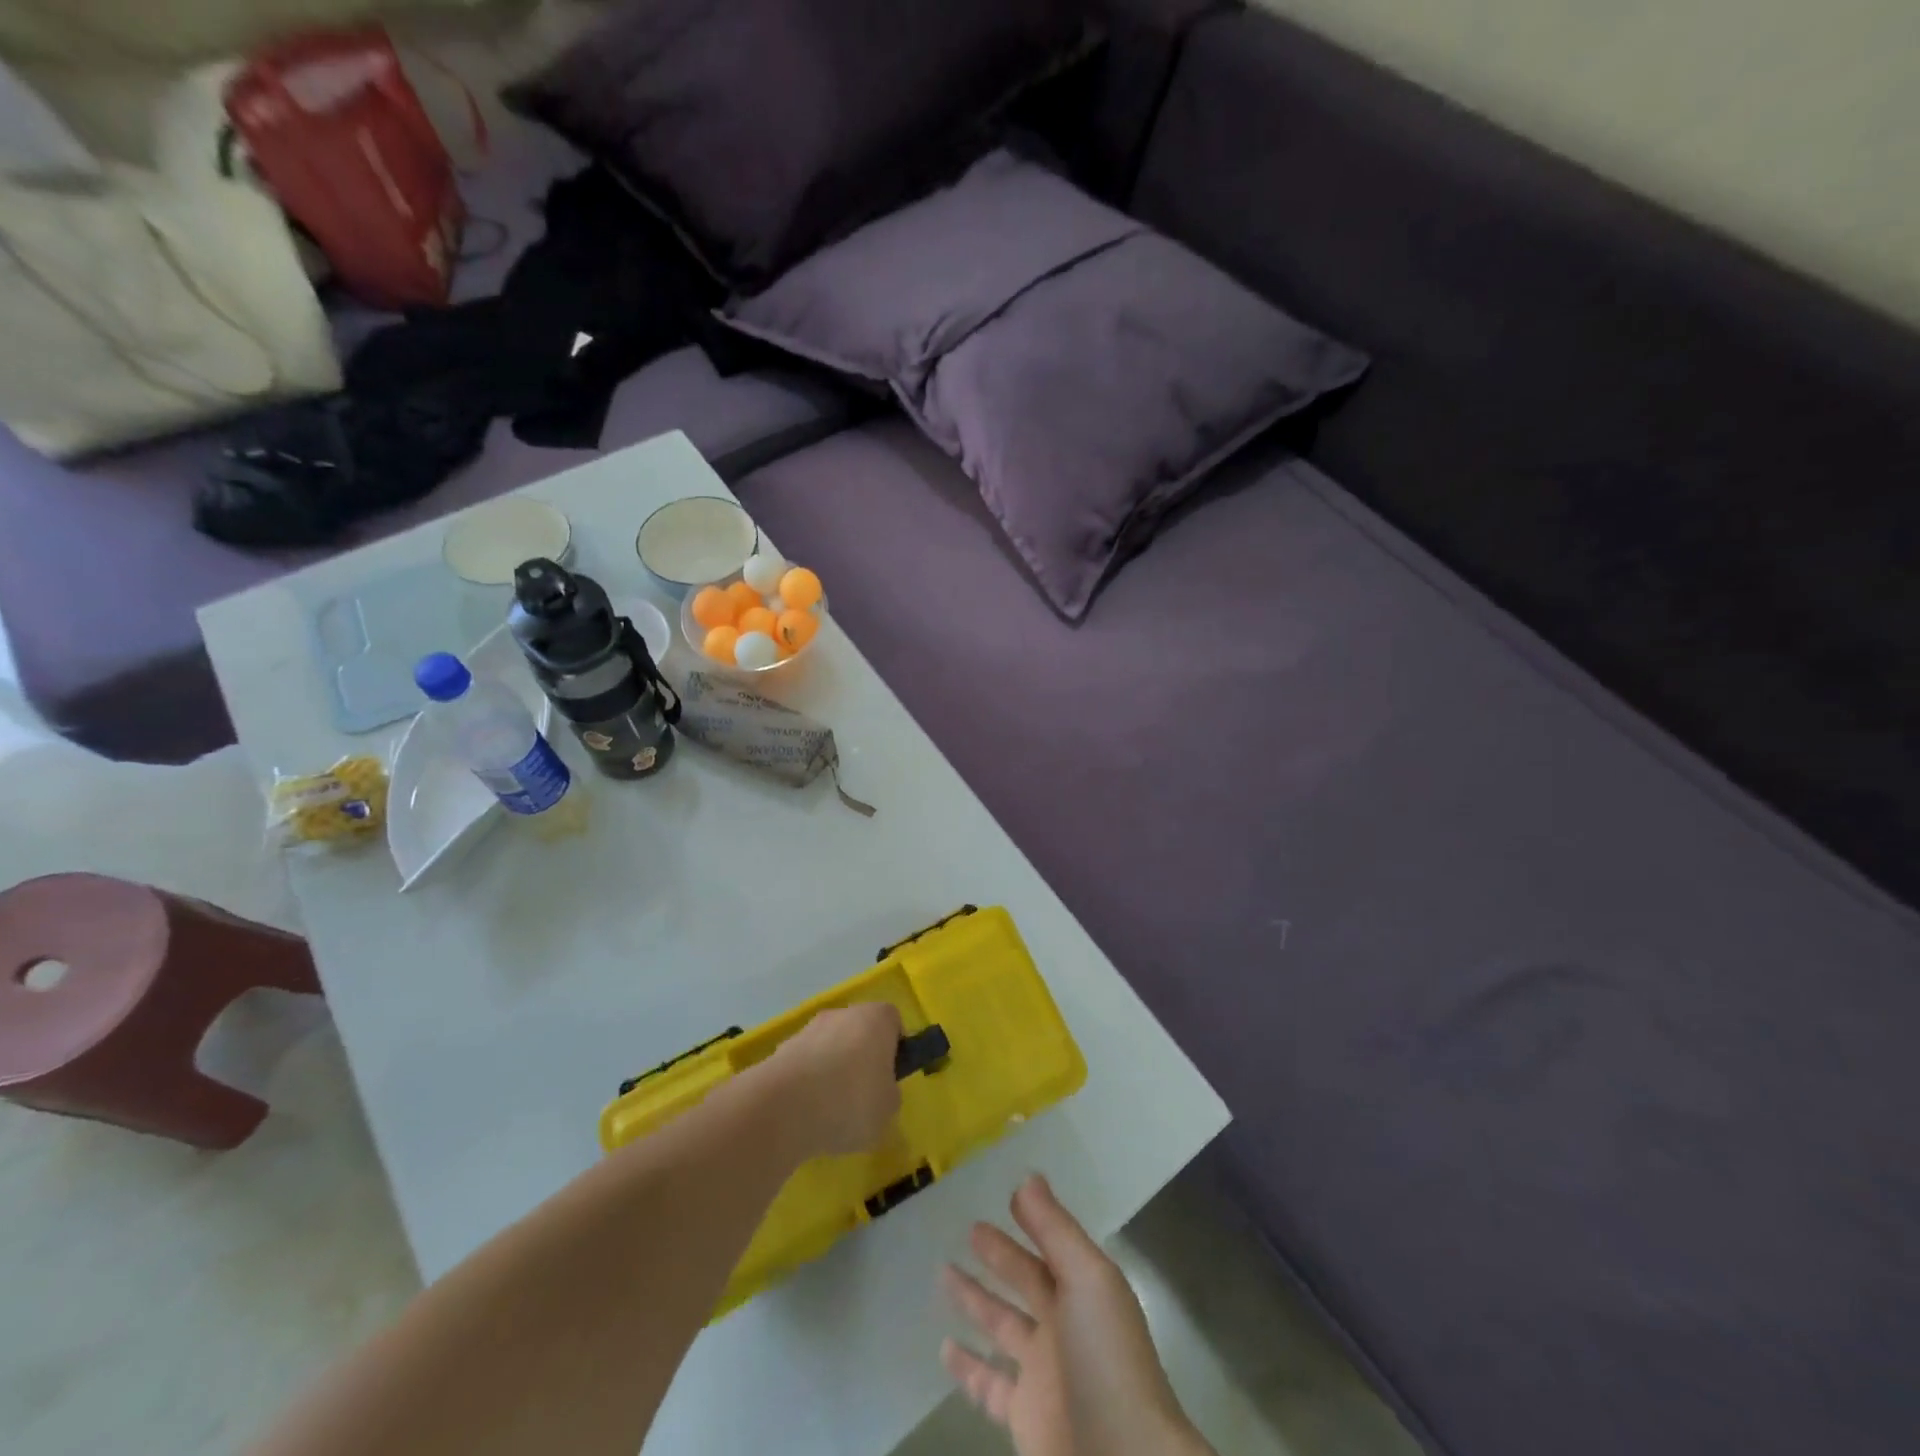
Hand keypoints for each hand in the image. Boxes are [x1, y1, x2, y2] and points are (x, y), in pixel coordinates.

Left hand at [762, 1002, 902, 1159]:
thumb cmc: (851, 1101)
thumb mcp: (888, 1109)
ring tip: (829, 1113)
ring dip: (831, 1071)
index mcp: (877, 1018)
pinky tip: (805, 1113)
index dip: (894, 1048)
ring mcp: (809, 1028)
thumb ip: (888, 1094)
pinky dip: (806, 1083)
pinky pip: (804, 1065)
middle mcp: (843, 1013)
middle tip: (862, 1097)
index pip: (892, 1022)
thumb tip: (878, 1092)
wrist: (785, 1107)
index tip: (889, 1077)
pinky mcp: (782, 1049)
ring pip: (829, 1048)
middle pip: (858, 1032)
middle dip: (860, 1059)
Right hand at [942, 1176, 1211, 1455]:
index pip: (1051, 1245)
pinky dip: (967, 1367)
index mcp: (1085, 1290)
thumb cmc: (1106, 1360)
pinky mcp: (1023, 1416)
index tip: (1004, 1196)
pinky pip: (988, 1384)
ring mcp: (1043, 1374)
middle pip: (1025, 1281)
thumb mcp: (1087, 1279)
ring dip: (975, 1301)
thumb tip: (1027, 1177)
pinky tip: (944, 1347)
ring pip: (1001, 1326)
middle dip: (1000, 1255)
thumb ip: (1055, 1229)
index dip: (1031, 1221)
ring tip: (943, 1272)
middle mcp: (1064, 1327)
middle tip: (968, 1228)